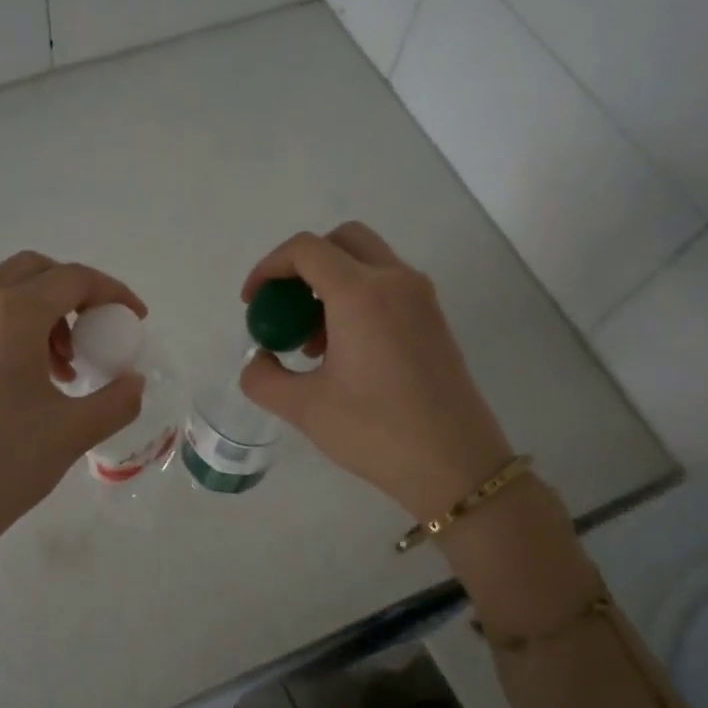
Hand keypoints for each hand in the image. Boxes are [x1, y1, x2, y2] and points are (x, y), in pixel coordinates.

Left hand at [0, 251, 147, 554]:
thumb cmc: (3, 465)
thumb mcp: (73, 431)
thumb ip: (117, 399)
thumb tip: (134, 381)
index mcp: (9, 315)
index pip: (72, 279)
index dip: (112, 293)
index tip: (135, 320)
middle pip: (35, 271)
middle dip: (75, 293)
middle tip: (96, 333)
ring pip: (6, 292)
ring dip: (45, 313)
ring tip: (64, 367)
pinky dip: (16, 328)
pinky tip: (29, 379)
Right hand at [239, 223, 513, 516]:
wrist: (455, 465)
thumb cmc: (375, 432)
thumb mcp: (304, 408)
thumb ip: (263, 377)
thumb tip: (260, 359)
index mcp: (361, 294)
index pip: (306, 250)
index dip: (268, 268)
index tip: (252, 303)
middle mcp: (395, 282)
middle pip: (342, 241)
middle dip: (303, 265)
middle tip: (284, 307)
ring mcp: (421, 299)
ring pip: (368, 261)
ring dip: (331, 283)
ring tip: (311, 341)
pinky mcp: (434, 320)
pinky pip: (388, 286)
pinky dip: (357, 298)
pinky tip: (344, 351)